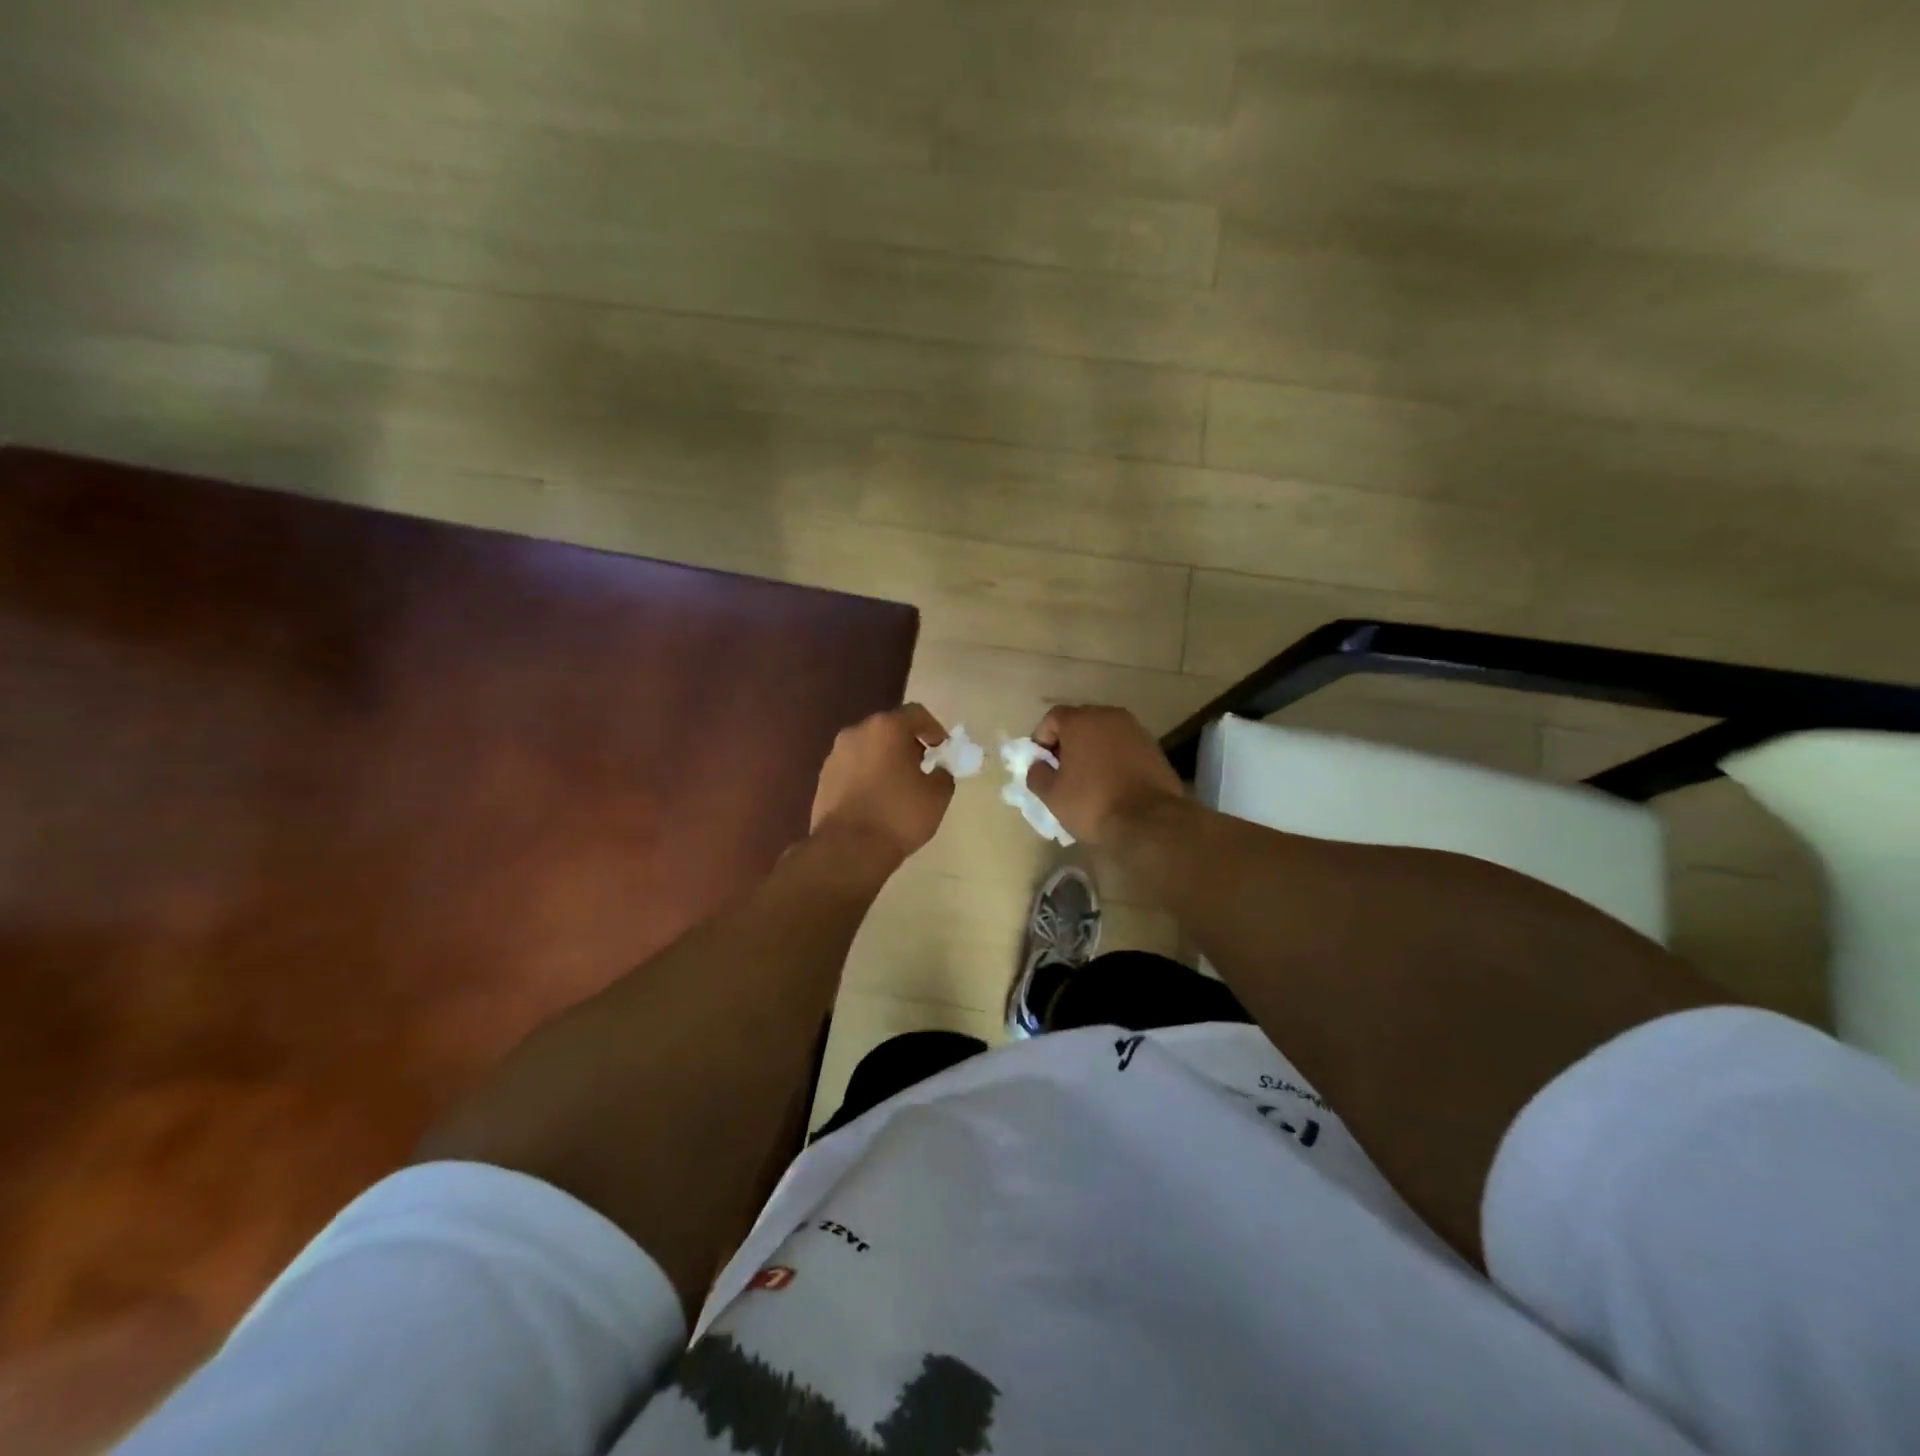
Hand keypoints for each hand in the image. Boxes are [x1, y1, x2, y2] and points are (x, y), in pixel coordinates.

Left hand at [810, 704, 955, 865]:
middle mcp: (856, 733)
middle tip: (923, 767)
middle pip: (889, 729)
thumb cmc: (898, 815)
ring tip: (898, 786)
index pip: (916, 714)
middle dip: (908, 744)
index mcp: (886, 728)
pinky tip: (876, 800)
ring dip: (885, 760)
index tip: (943, 750)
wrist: (847, 850)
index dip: (935, 729)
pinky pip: (853, 768)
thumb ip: (944, 774)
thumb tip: (937, 771)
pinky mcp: (822, 778)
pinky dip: (867, 776)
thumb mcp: (938, 796)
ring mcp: (835, 755)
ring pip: (868, 748)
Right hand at [1027, 705, 1184, 844]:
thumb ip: (1037, 774)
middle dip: (1067, 742)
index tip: (1042, 764)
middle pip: (1080, 722)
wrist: (1149, 820)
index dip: (1042, 739)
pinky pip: (1124, 745)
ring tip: (1088, 778)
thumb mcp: (1052, 795)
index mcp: (1081, 721)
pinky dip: (1113, 757)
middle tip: (1063, 770)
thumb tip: (1038, 766)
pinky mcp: (1153, 747)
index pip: (1052, 718)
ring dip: (1092, 749)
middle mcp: (1108, 716)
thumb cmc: (1092, 803)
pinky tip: (1112, 782)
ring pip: (1104, 733)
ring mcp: (1135, 729)